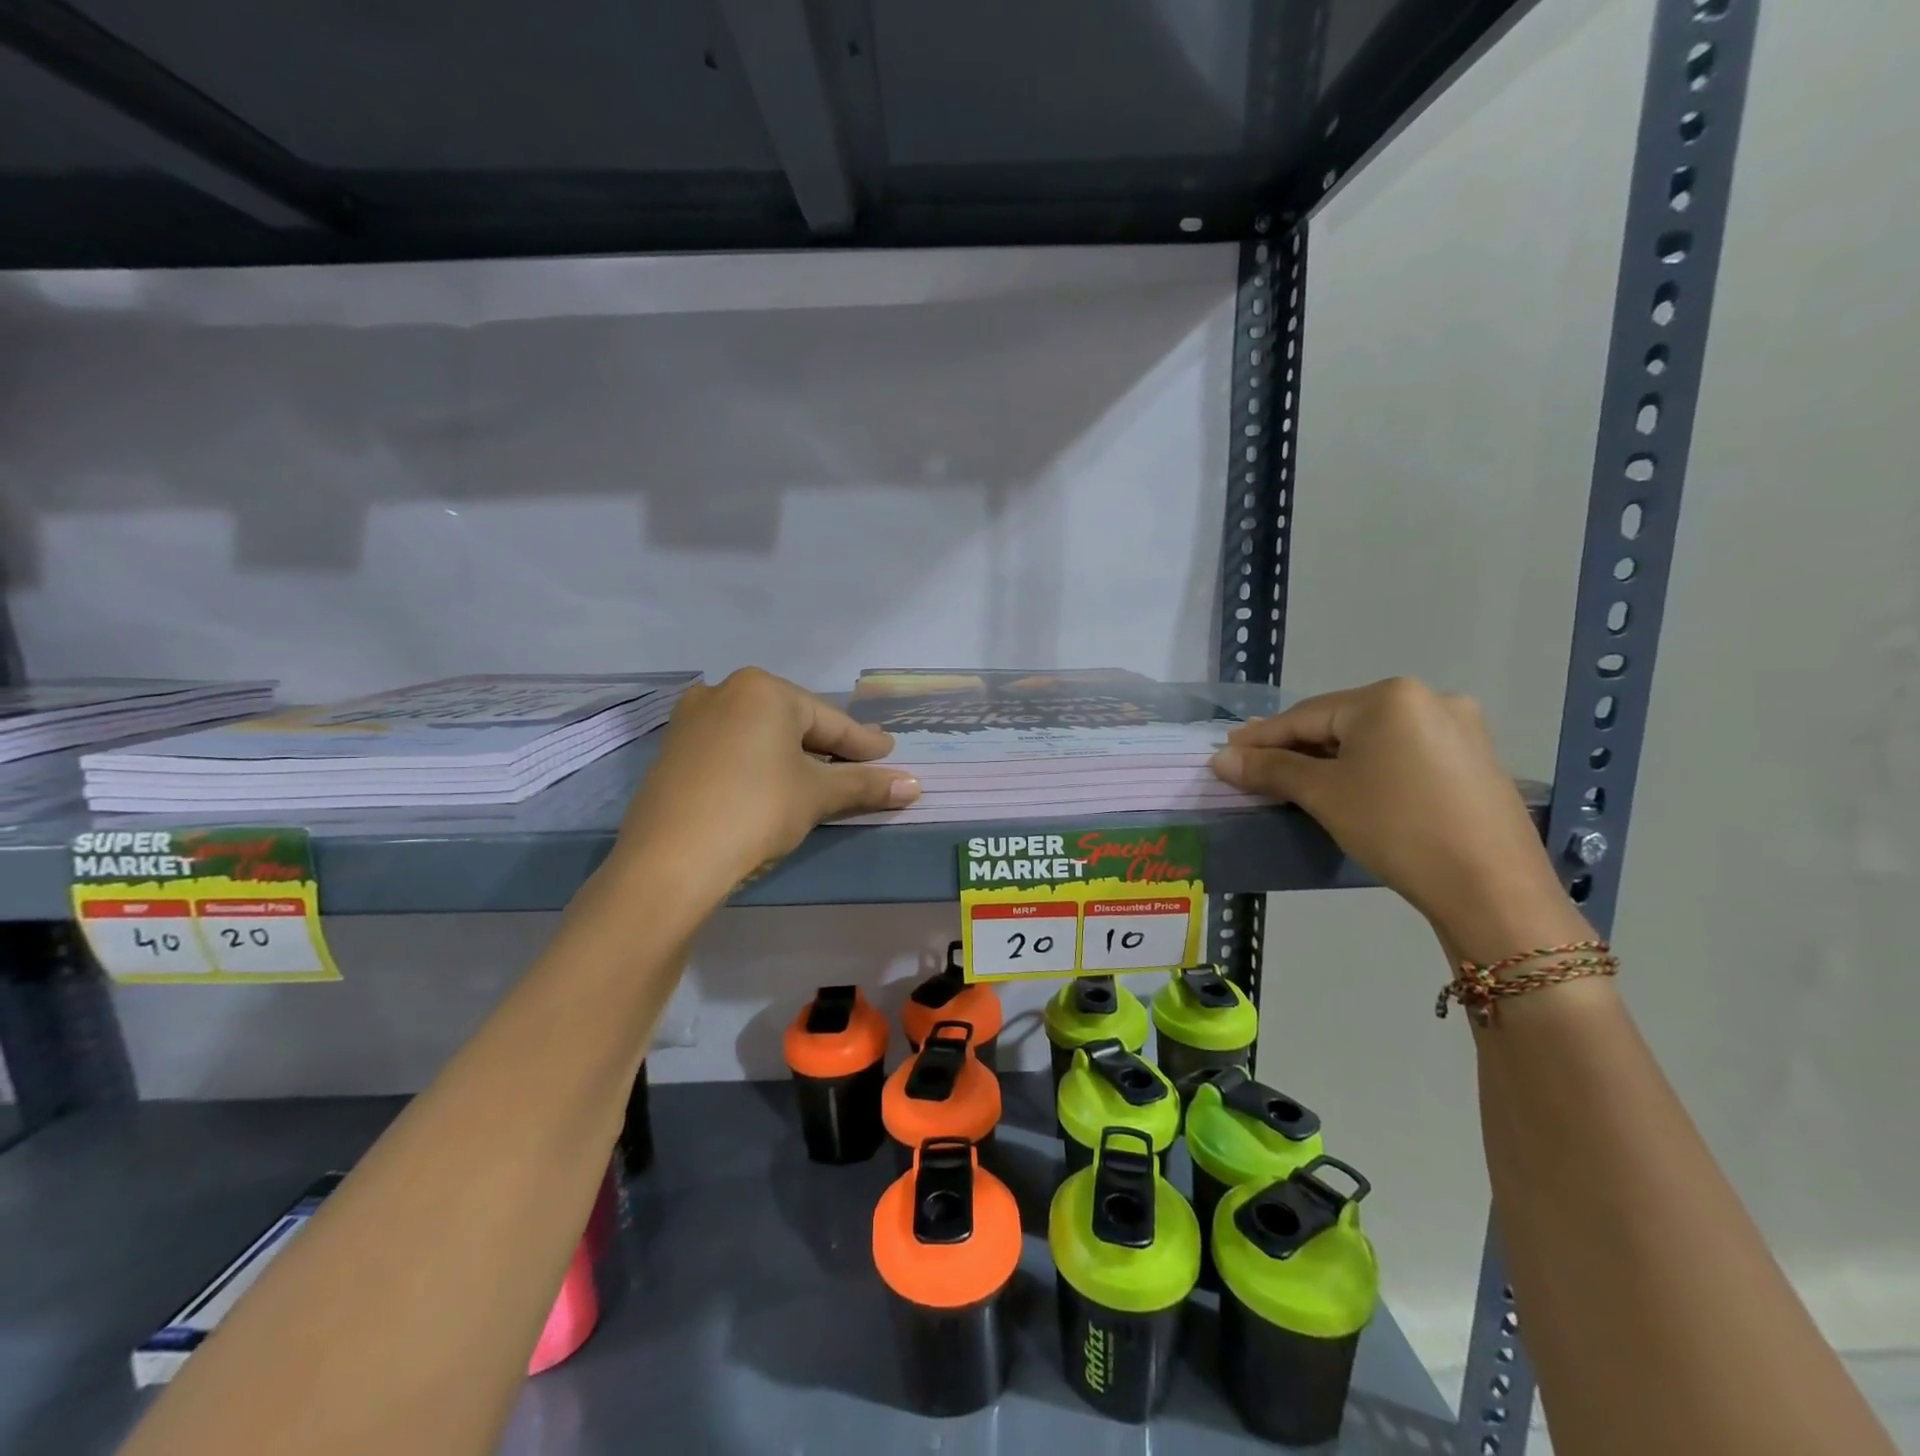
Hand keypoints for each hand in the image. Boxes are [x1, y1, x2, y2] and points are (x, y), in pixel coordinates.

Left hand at [614, 669, 919, 893]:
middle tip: (859, 764)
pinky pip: (731, 750)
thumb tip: (914, 786)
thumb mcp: (816, 796)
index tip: (889, 753)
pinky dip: (758, 765)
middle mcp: (724, 692)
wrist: (669, 861)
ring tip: (819, 776)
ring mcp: (691, 720)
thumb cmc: (756, 811)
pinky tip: (770, 785)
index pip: (828, 720)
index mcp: (763, 690)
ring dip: (792, 757)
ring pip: (759, 736)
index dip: (863, 743)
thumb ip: (865, 785)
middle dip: (827, 747)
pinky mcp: (672, 752)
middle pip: (793, 723)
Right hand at [1210, 678, 1584, 958]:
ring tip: (1295, 777)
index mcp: (1390, 697)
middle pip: (1341, 721)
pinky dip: (1368, 766)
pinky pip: (1403, 753)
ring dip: (1330, 757)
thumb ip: (1270, 770)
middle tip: (1256, 765)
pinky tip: (1350, 785)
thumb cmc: (1396, 828)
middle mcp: (1429, 698)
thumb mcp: (1324, 795)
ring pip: (1373, 738)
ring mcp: (1459, 728)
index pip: (1307, 714)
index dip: (1262, 736)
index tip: (1227, 751)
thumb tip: (1220, 759)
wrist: (1491, 888)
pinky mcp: (1474, 760)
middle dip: (1296, 746)